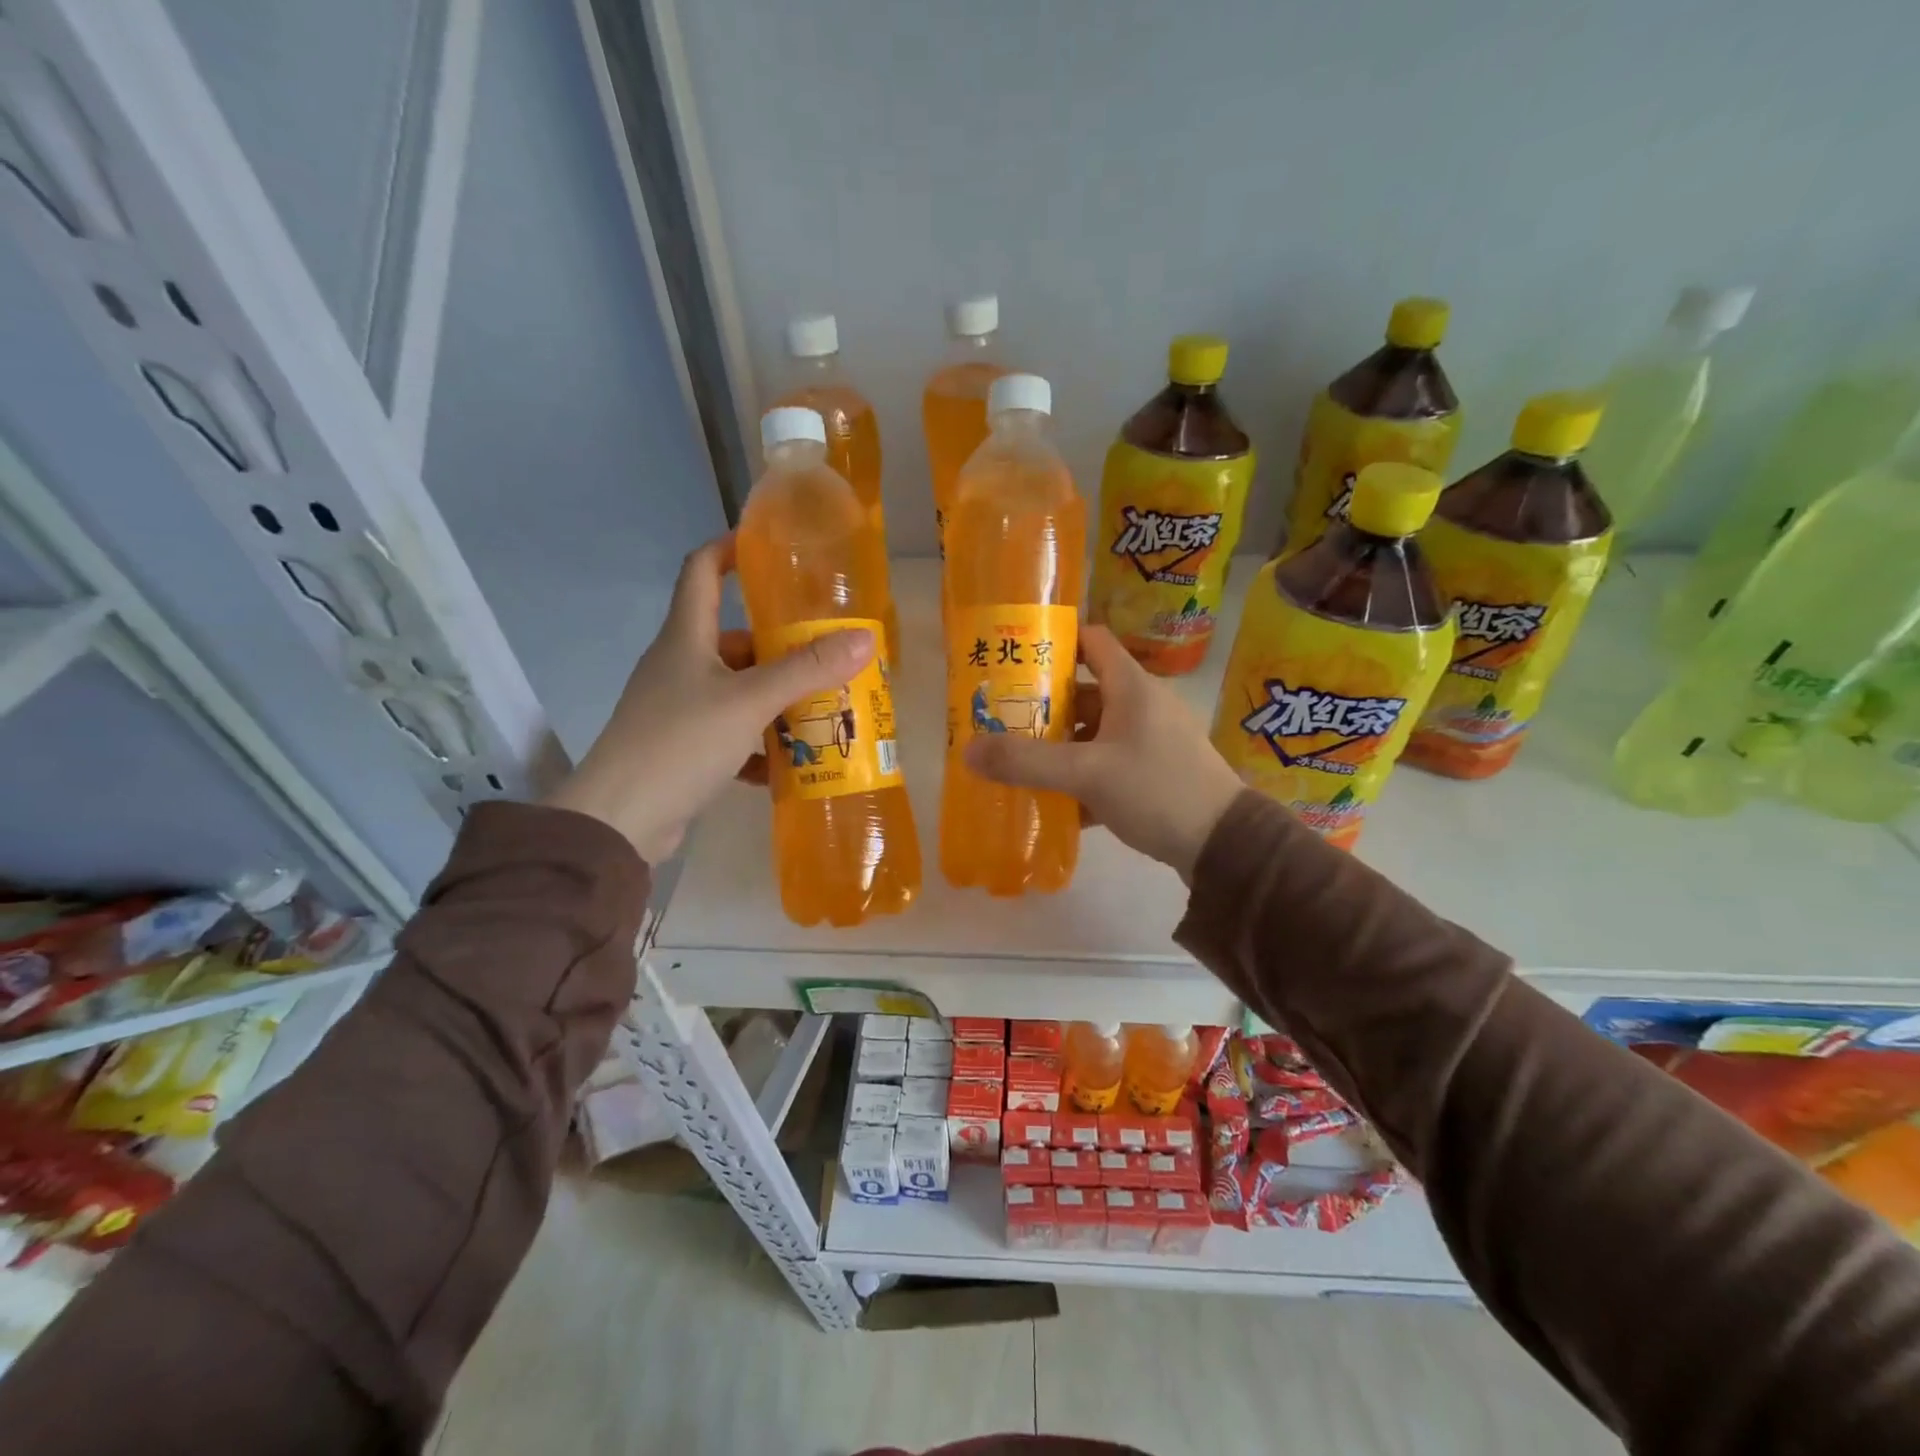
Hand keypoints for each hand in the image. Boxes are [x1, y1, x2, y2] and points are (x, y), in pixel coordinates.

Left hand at [544, 537, 875, 863]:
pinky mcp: (682, 748)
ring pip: (737, 690)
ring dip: (776, 699)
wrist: (620, 820)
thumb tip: (864, 638)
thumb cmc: (681, 743)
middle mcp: (679, 666)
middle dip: (780, 647)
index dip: (729, 550)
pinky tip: (786, 763)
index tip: (767, 548)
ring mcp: (678, 709)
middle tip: (828, 656)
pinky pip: (730, 734)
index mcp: (686, 638)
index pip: (701, 571)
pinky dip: (758, 744)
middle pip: (734, 640)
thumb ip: (807, 670)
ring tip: (822, 710)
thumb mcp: (750, 701)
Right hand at [962, 625, 1244, 881]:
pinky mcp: (1155, 773)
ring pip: (1094, 733)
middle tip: (1001, 719)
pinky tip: (1054, 801)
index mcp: (1132, 686)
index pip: (1091, 640)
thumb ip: (1027, 762)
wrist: (1224, 844)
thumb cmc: (1157, 789)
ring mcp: (1151, 740)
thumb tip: (968, 750)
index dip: (1055, 642)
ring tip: (1018, 762)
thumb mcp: (1087, 774)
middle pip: (1085, 692)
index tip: (1015, 657)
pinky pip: (1108, 764)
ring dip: (1059, 746)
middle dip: (1043, 705)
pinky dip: (1082, 777)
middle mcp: (1142, 705)